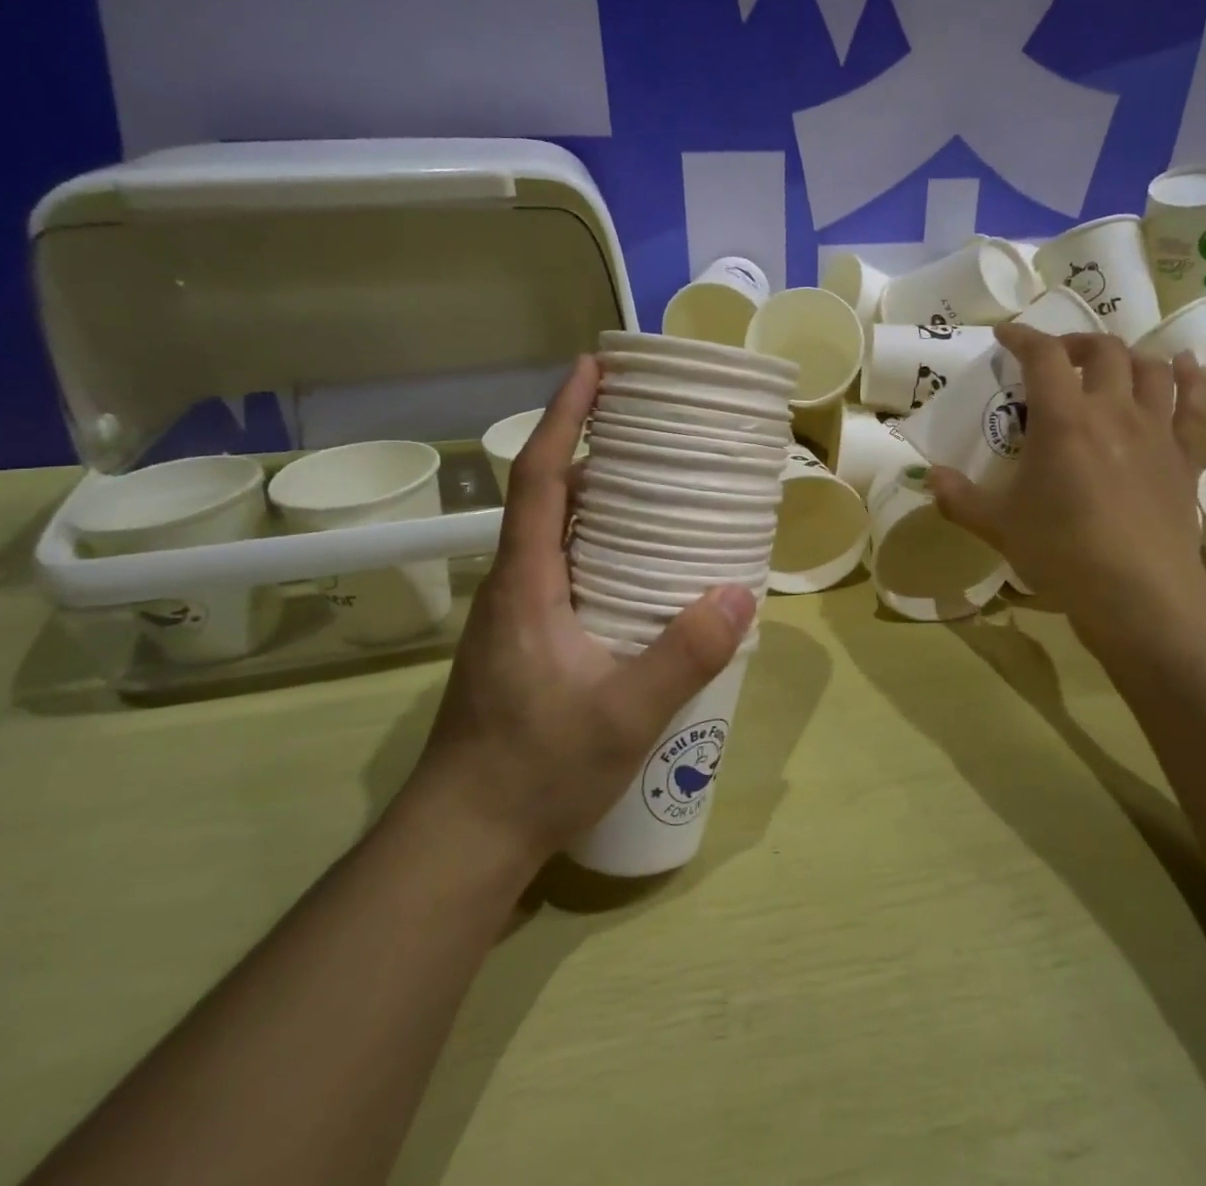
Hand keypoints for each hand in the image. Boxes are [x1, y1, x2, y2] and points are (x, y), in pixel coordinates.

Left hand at [408, 357, 755, 867]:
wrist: (465, 836)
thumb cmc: (533, 769)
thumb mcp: (622, 716)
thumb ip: (682, 656)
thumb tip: (740, 593)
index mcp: (527, 582)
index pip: (539, 477)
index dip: (562, 417)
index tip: (592, 369)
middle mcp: (516, 584)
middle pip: (548, 493)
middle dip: (590, 446)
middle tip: (650, 424)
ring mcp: (518, 614)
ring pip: (558, 532)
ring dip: (597, 495)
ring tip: (658, 483)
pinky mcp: (528, 639)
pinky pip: (566, 566)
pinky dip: (601, 542)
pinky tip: (643, 564)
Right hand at [928, 328, 1205, 653]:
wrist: (1139, 593)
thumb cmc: (1062, 553)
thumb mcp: (998, 526)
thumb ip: (958, 498)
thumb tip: (928, 477)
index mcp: (1064, 420)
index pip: (1043, 356)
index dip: (1024, 337)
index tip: (1007, 335)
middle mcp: (1114, 411)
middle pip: (1103, 351)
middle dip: (1076, 344)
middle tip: (1058, 358)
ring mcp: (1157, 430)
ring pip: (1150, 368)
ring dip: (1127, 357)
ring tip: (1111, 365)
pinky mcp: (1187, 456)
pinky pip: (1196, 403)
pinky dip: (1189, 377)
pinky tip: (1182, 365)